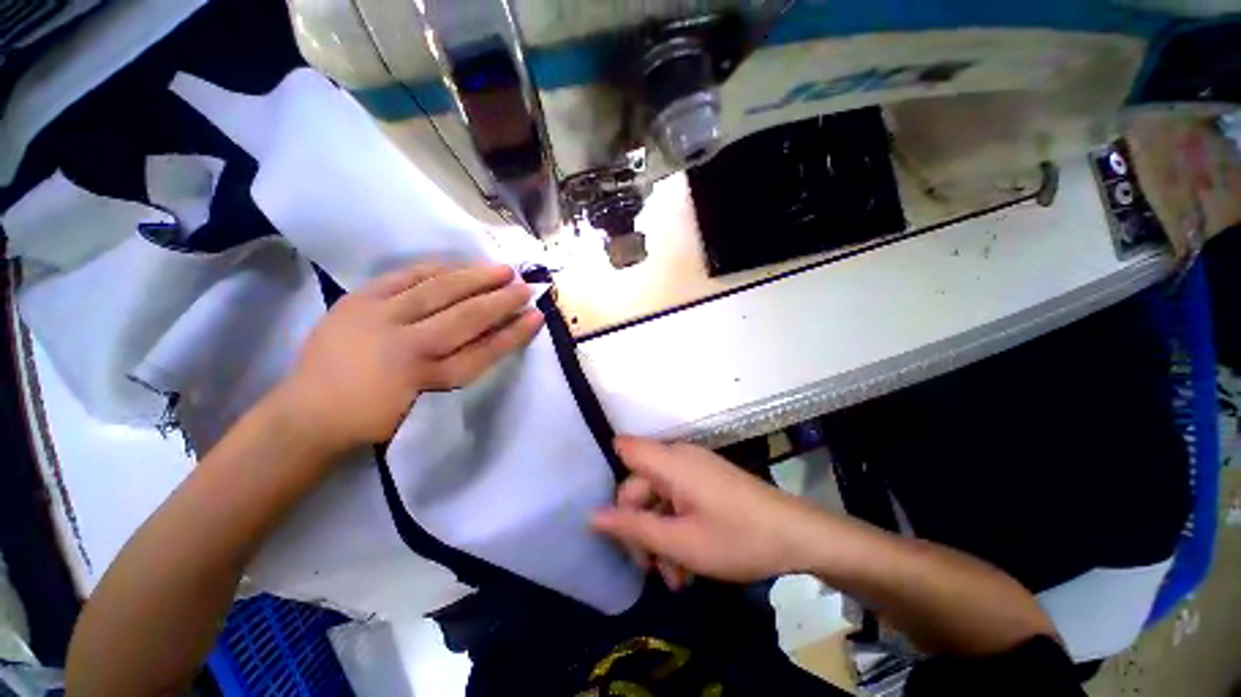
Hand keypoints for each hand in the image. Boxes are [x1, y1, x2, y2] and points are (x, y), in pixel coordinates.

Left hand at [276, 262, 542, 453]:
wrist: (309, 412)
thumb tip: (492, 334)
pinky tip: (459, 264)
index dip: (513, 333)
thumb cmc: (376, 416)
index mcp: (427, 379)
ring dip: (476, 278)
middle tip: (527, 287)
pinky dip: (437, 268)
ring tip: (503, 269)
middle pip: (466, 317)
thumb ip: (460, 368)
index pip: (484, 351)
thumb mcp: (427, 403)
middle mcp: (408, 347)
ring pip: (439, 291)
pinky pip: (405, 277)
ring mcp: (380, 318)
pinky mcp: (358, 300)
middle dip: (502, 301)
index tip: (536, 317)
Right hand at [591, 437, 823, 588]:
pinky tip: (688, 565)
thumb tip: (592, 515)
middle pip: (640, 484)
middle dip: (640, 526)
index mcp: (669, 462)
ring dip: (661, 536)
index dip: (611, 474)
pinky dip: (677, 528)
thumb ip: (633, 527)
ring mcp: (695, 469)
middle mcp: (679, 457)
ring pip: (660, 498)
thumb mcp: (681, 542)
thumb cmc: (737, 538)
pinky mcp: (707, 481)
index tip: (612, 515)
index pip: (625, 448)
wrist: (798, 535)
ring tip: (675, 579)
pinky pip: (679, 499)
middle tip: (652, 570)